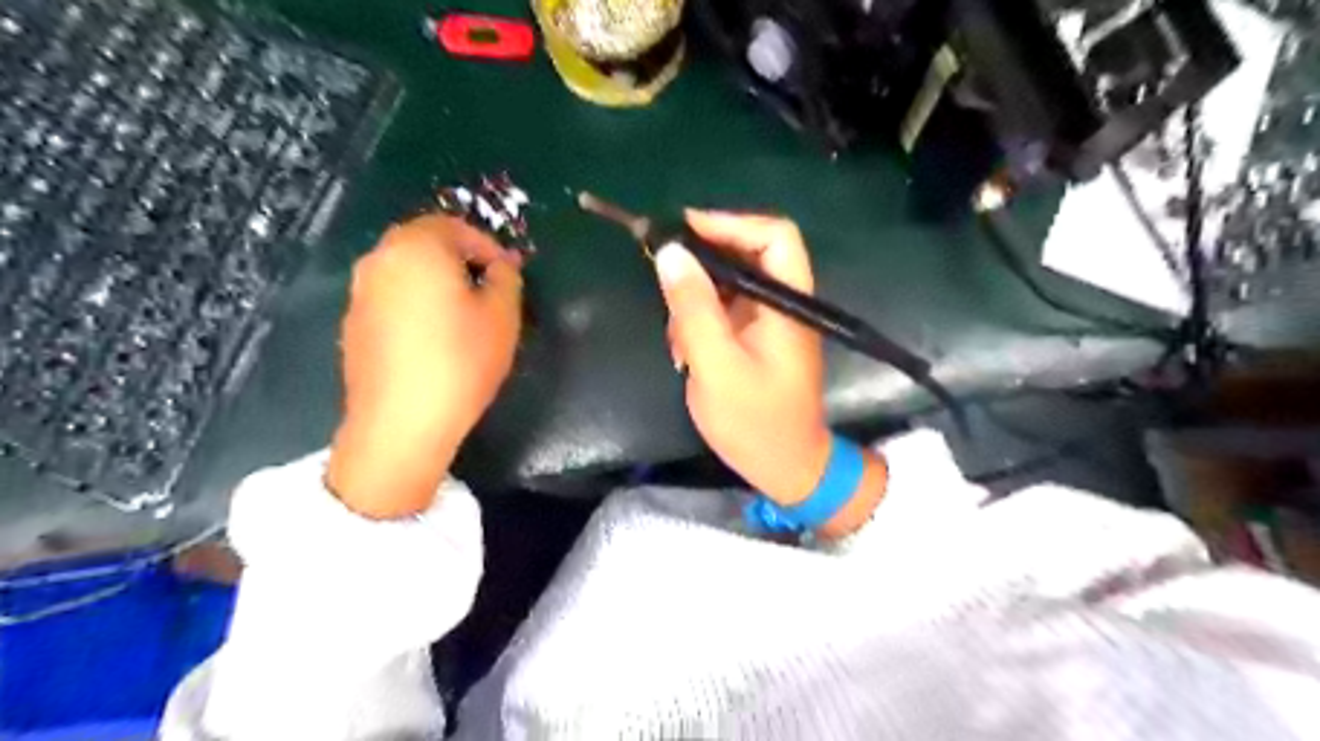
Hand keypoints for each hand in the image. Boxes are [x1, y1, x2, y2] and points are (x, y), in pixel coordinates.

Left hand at [324, 211, 521, 515]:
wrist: (401, 422)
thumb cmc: (461, 360)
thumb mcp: (502, 315)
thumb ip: (506, 278)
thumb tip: (501, 266)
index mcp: (416, 247)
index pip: (453, 225)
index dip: (486, 245)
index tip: (508, 274)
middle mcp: (379, 260)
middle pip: (424, 244)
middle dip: (460, 260)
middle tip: (488, 291)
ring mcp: (360, 293)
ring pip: (406, 272)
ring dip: (436, 283)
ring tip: (464, 317)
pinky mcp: (354, 325)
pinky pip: (391, 299)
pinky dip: (415, 305)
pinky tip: (434, 340)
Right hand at [651, 211, 878, 534]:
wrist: (785, 468)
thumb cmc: (755, 422)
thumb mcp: (717, 365)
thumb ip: (694, 308)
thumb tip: (671, 252)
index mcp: (788, 303)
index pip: (774, 235)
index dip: (730, 223)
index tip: (683, 232)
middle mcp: (783, 303)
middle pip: (747, 254)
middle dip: (703, 267)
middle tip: (665, 280)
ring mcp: (769, 321)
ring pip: (728, 284)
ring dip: (696, 302)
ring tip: (678, 340)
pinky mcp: (756, 339)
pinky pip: (724, 311)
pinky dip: (700, 323)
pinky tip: (686, 353)